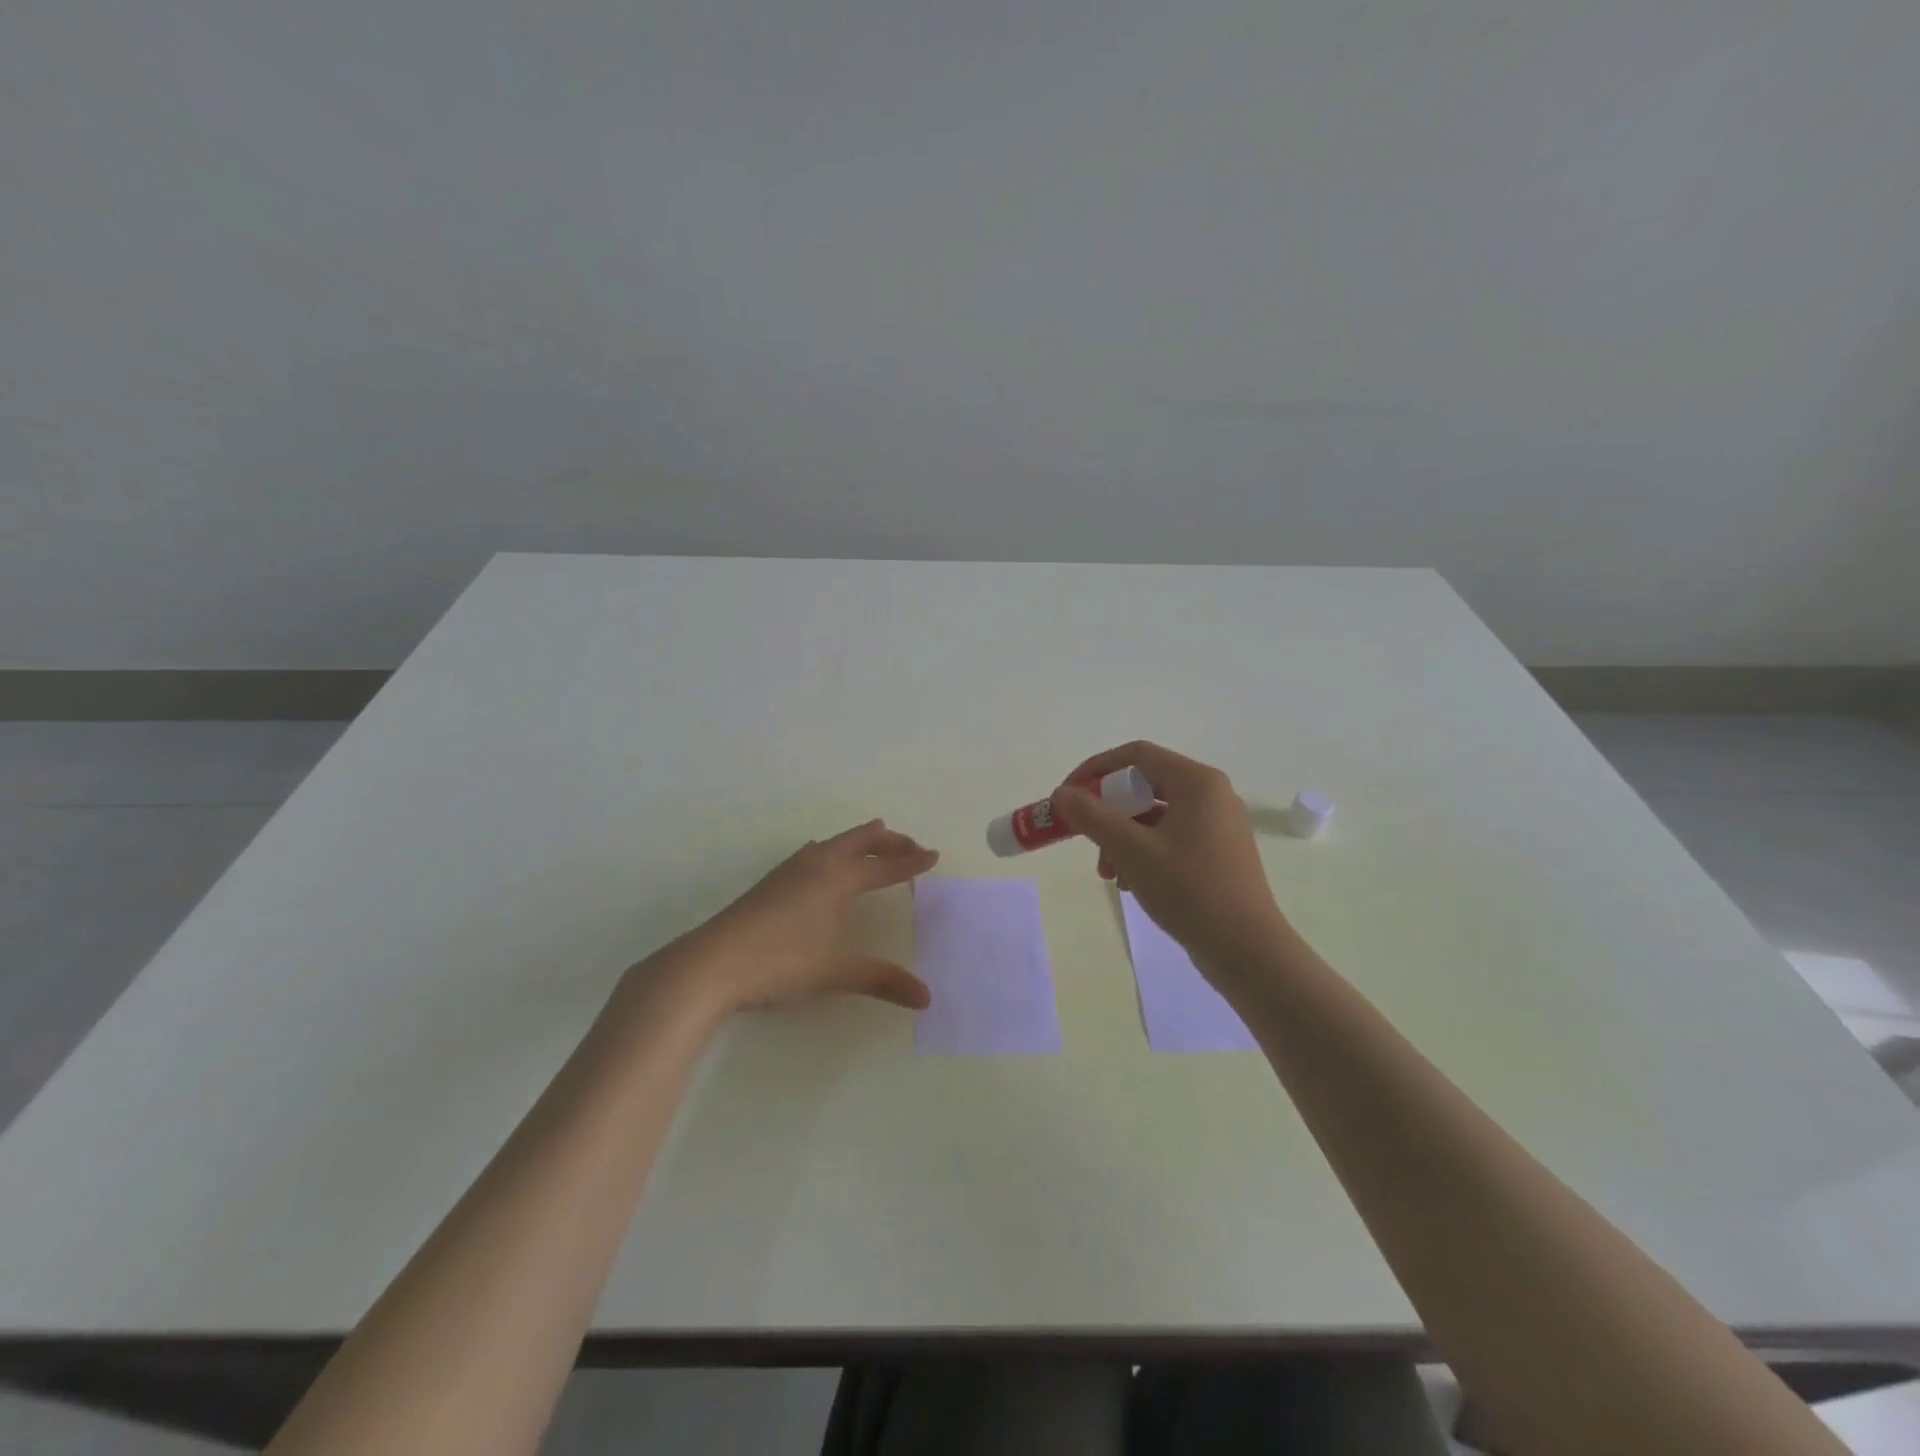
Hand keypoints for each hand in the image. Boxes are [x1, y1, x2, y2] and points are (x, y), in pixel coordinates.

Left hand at [668, 820, 938, 1014]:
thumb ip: (883, 980)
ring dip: (860, 840)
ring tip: (874, 837)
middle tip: (911, 845)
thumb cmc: (781, 961)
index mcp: (839, 878)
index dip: (911, 862)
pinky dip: (833, 849)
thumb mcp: (836, 972)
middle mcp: (818, 863)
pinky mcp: (772, 881)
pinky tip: (821, 859)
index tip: (934, 855)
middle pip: (861, 841)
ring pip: (835, 842)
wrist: (713, 962)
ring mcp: (791, 869)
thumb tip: (926, 998)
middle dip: (889, 841)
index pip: (885, 866)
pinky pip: (814, 852)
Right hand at [1053, 742, 1289, 983]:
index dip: (1095, 770)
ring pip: (1154, 816)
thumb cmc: (1189, 891)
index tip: (1068, 796)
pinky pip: (1170, 838)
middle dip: (1108, 813)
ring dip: (1122, 839)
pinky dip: (1144, 853)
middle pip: (1144, 786)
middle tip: (1084, 838)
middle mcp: (1211, 794)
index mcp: (1197, 782)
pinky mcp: (1218, 852)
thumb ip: (1091, 816)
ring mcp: (1217, 824)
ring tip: (1108, 874)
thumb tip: (1062, 794)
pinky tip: (1131, 884)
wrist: (1247, 950)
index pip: (1135, 755)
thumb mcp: (1131, 850)